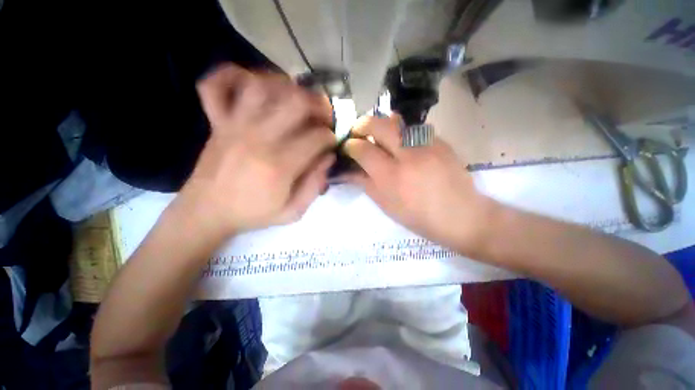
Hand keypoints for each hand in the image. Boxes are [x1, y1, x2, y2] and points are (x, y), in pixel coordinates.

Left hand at [180, 64, 335, 235]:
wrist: (207, 212)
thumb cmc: (253, 213)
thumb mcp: (292, 211)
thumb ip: (314, 186)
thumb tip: (328, 158)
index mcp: (279, 165)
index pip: (317, 137)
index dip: (330, 136)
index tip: (331, 142)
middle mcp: (258, 137)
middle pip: (295, 102)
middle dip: (318, 104)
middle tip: (323, 115)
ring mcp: (234, 125)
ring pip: (262, 85)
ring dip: (285, 86)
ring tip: (296, 98)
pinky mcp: (217, 121)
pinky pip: (217, 85)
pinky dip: (232, 74)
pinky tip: (250, 81)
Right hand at [343, 115, 492, 251]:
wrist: (461, 215)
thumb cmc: (418, 217)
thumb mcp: (386, 204)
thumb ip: (364, 183)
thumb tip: (346, 171)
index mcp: (391, 176)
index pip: (362, 149)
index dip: (350, 146)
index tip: (348, 148)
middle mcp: (407, 155)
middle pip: (378, 124)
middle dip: (362, 125)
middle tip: (358, 133)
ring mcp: (426, 144)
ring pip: (396, 121)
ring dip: (382, 126)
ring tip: (380, 137)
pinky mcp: (440, 141)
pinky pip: (413, 128)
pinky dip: (401, 133)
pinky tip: (404, 146)